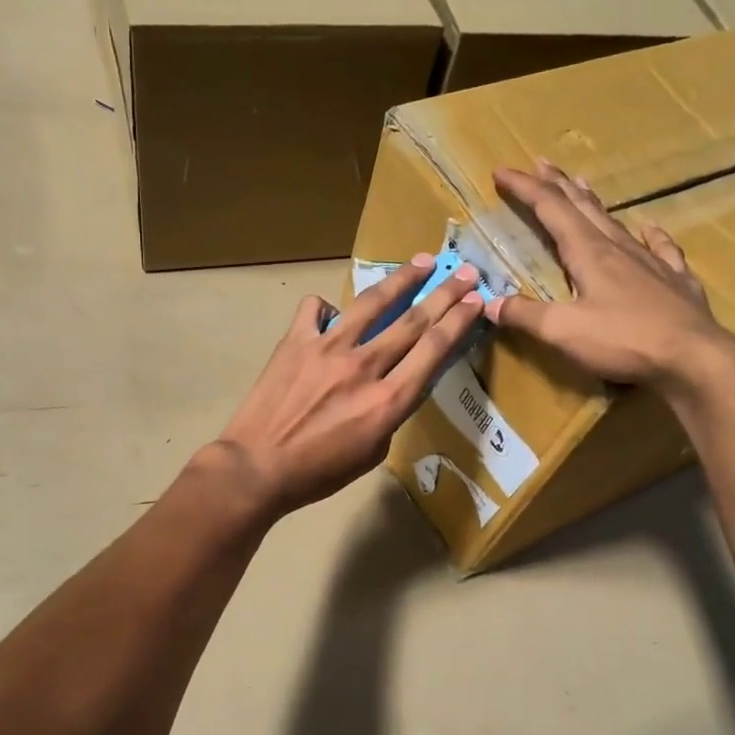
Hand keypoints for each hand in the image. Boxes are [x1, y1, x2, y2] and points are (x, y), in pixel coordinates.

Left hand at [209, 254, 484, 518]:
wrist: (257, 468)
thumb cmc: (318, 472)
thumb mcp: (373, 452)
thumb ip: (390, 412)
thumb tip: (394, 382)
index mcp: (388, 400)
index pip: (433, 349)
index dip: (459, 320)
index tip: (477, 300)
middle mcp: (364, 366)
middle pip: (413, 320)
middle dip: (445, 293)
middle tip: (465, 272)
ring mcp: (327, 348)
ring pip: (372, 303)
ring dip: (401, 280)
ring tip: (421, 262)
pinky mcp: (296, 341)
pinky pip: (316, 309)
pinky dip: (327, 307)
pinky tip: (332, 314)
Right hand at [487, 160, 734, 388]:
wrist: (693, 357)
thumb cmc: (623, 340)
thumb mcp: (562, 331)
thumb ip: (525, 315)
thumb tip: (490, 303)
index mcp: (588, 253)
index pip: (550, 209)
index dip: (524, 189)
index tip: (502, 171)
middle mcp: (618, 247)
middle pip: (582, 207)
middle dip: (557, 184)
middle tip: (540, 163)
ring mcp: (650, 261)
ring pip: (615, 221)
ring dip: (592, 201)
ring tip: (581, 183)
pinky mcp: (675, 280)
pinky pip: (660, 247)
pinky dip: (651, 233)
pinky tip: (649, 225)